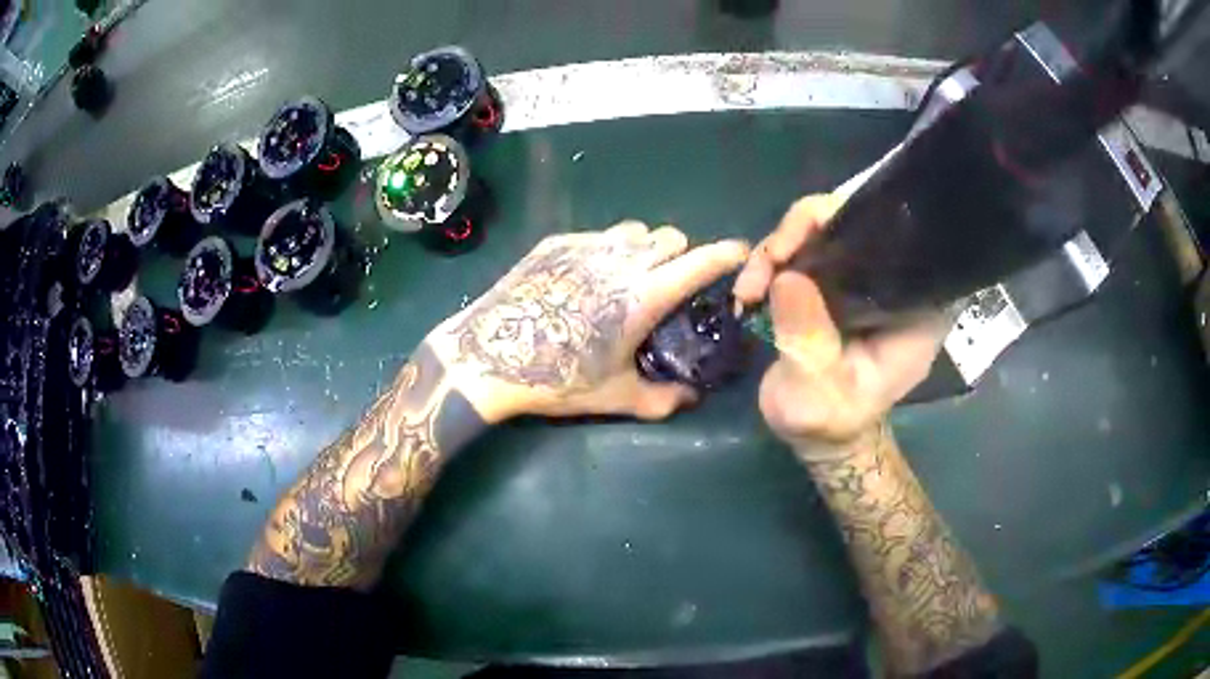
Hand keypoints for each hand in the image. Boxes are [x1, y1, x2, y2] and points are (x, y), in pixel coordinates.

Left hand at [426, 222, 748, 422]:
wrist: (486, 357)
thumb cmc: (556, 380)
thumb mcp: (615, 396)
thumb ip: (664, 399)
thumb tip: (693, 397)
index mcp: (643, 296)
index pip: (700, 261)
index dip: (727, 254)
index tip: (740, 253)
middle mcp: (620, 260)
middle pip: (670, 237)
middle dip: (679, 255)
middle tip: (666, 285)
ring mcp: (586, 246)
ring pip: (634, 230)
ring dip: (644, 248)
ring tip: (628, 277)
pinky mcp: (556, 243)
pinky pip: (598, 234)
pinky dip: (607, 249)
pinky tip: (585, 279)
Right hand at [733, 194, 948, 454]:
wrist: (818, 433)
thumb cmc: (829, 421)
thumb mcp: (817, 392)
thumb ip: (808, 339)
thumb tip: (787, 277)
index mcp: (915, 307)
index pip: (899, 238)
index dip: (852, 222)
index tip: (805, 242)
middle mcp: (894, 282)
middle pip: (854, 220)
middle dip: (801, 231)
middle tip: (766, 266)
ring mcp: (863, 278)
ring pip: (823, 230)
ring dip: (778, 249)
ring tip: (748, 289)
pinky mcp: (836, 281)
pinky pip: (806, 248)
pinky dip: (773, 261)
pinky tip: (751, 289)